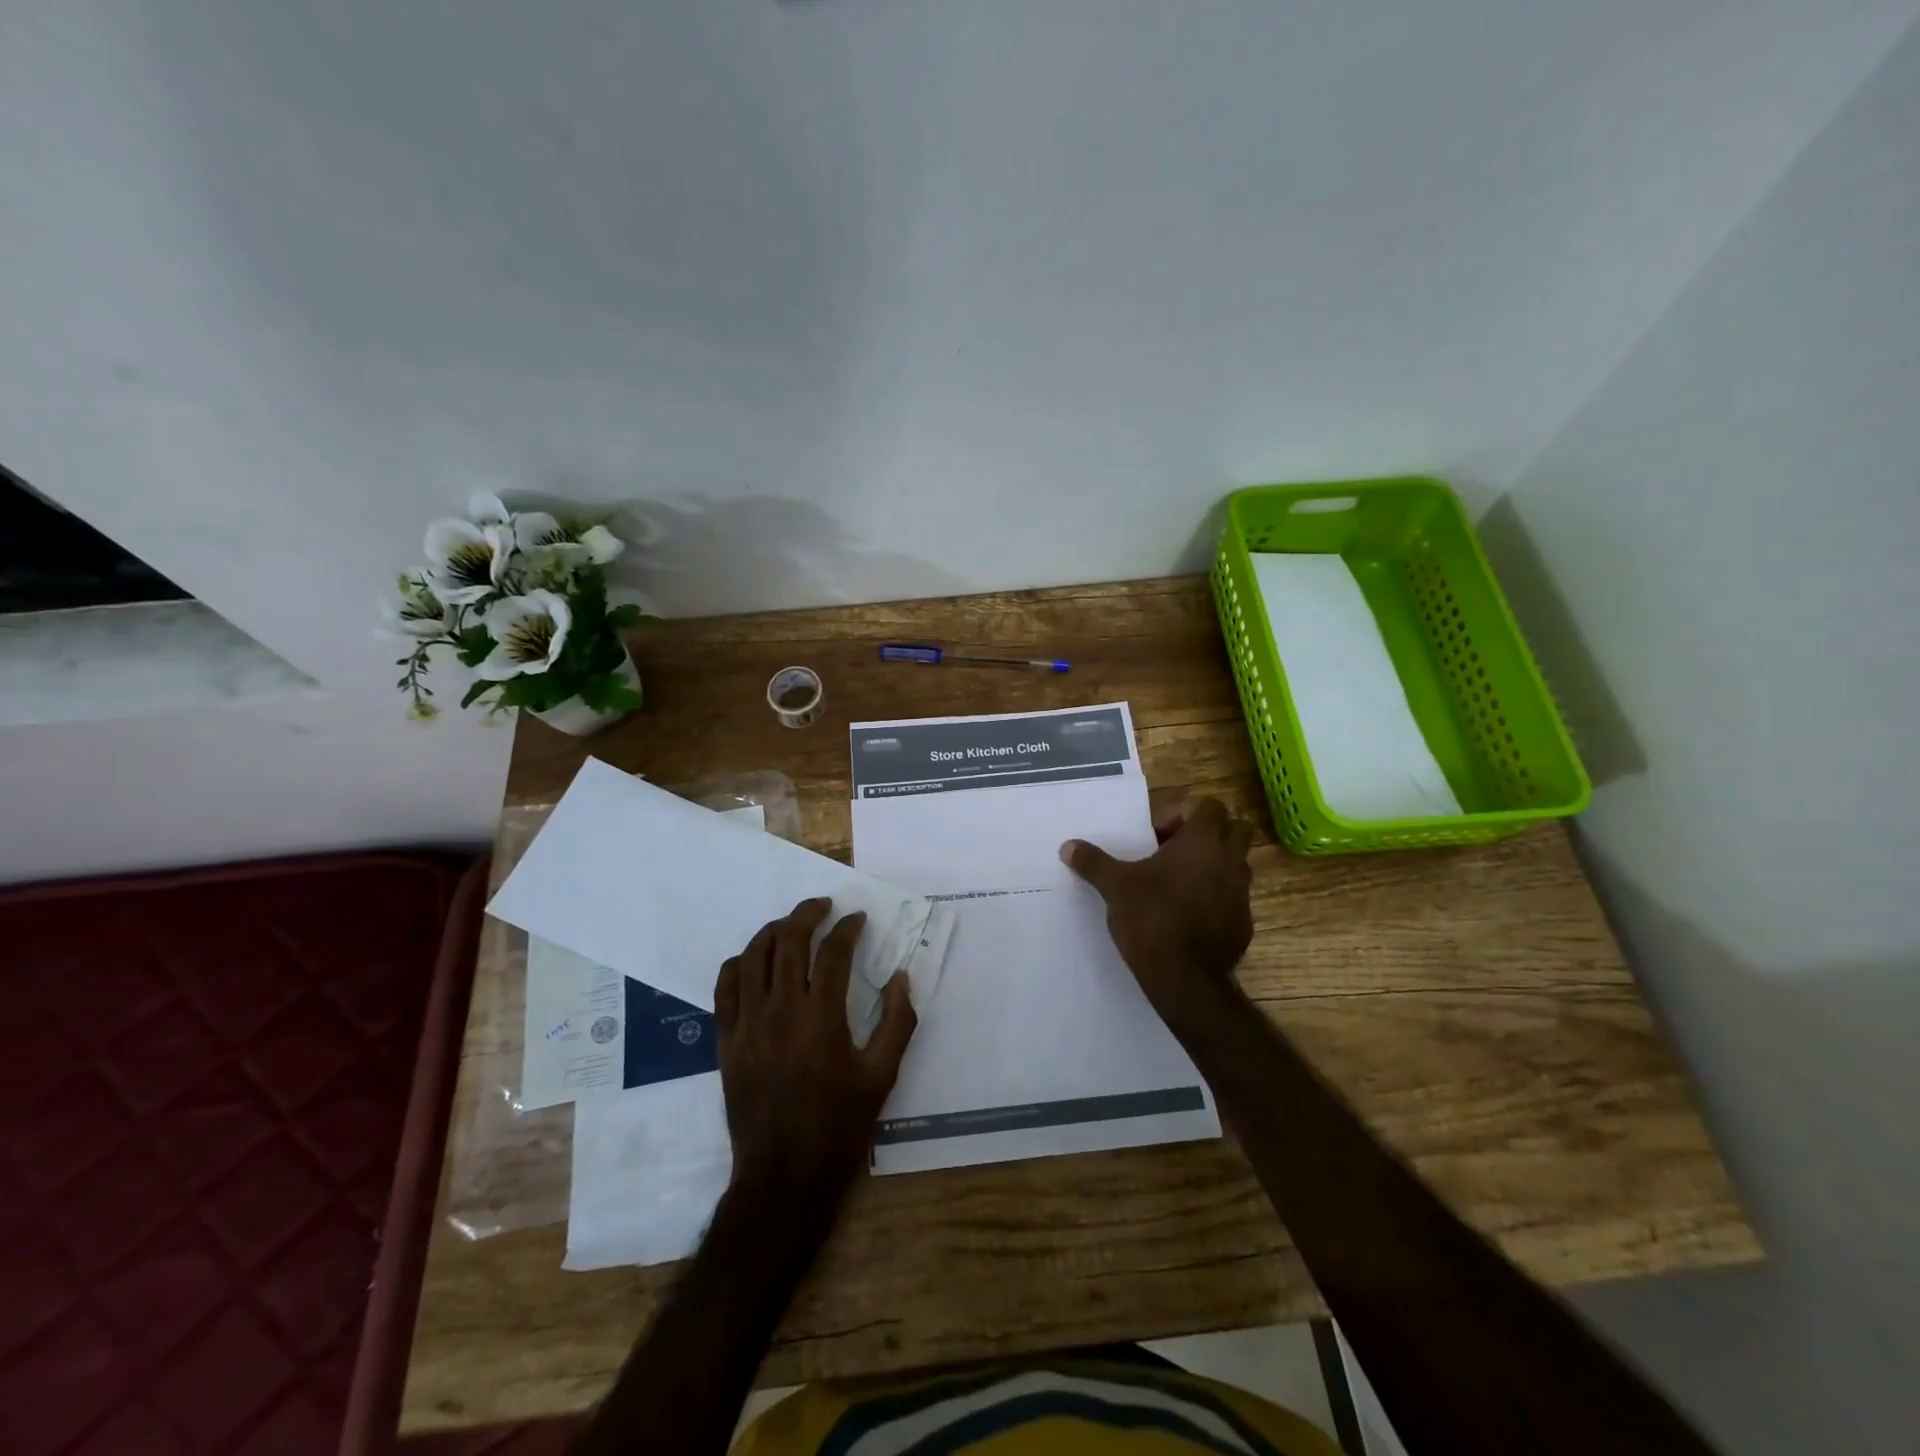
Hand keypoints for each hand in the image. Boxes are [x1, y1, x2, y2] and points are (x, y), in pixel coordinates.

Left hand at [714, 897, 917, 1204]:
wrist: (783, 1176)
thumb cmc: (839, 1127)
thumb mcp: (882, 1076)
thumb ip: (898, 1022)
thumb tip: (902, 977)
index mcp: (822, 1017)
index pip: (833, 952)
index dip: (847, 928)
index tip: (858, 920)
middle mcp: (780, 1010)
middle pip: (788, 941)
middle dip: (808, 914)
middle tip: (824, 906)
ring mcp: (748, 1024)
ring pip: (753, 956)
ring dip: (773, 931)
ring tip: (790, 925)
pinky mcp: (726, 1040)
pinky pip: (725, 987)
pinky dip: (739, 964)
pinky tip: (753, 961)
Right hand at [1061, 797, 1255, 1024]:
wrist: (1185, 978)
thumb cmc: (1151, 918)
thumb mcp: (1115, 887)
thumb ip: (1093, 862)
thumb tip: (1068, 846)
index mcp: (1203, 842)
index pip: (1209, 806)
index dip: (1183, 813)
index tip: (1156, 834)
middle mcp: (1230, 861)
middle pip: (1234, 829)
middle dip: (1208, 834)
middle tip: (1173, 850)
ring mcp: (1242, 893)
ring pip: (1236, 864)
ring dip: (1212, 865)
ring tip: (1176, 882)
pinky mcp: (1244, 923)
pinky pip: (1233, 897)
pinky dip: (1215, 897)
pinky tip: (1186, 914)